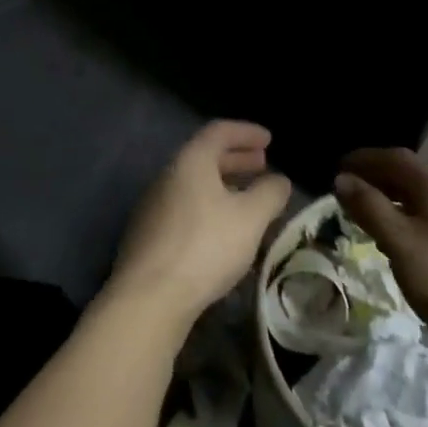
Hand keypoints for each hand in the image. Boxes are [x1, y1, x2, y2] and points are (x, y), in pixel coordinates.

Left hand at [109, 121, 292, 327]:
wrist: (150, 295)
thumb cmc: (205, 246)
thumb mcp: (250, 218)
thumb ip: (269, 194)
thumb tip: (279, 180)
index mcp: (190, 161)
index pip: (219, 132)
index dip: (246, 132)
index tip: (269, 140)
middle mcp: (167, 175)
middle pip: (204, 157)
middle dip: (236, 158)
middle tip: (262, 164)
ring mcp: (153, 205)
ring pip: (194, 184)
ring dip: (223, 184)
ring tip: (248, 198)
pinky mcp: (148, 233)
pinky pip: (184, 206)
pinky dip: (208, 206)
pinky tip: (223, 229)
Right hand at [334, 148, 427, 382]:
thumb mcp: (399, 241)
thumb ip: (369, 207)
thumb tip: (342, 179)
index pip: (394, 157)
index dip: (364, 158)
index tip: (336, 167)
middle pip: (406, 174)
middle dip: (373, 177)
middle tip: (343, 189)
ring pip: (415, 198)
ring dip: (386, 198)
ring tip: (359, 212)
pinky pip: (424, 219)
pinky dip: (400, 219)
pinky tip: (389, 240)